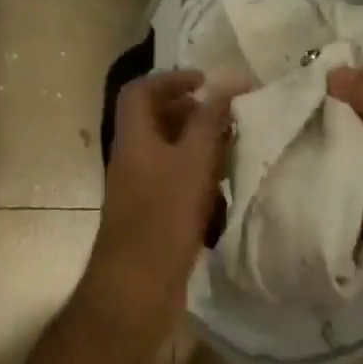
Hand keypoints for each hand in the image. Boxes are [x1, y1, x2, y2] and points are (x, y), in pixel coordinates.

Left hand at [84, 70, 239, 323]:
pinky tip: (222, 186)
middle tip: (224, 115)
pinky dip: (195, 174)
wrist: (136, 285)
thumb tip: (227, 82)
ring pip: (166, 151)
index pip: (141, 91)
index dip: (171, 78)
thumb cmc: (164, 216)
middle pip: (154, 120)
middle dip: (190, 111)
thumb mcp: (193, 161)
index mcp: (134, 138)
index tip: (207, 82)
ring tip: (231, 147)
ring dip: (196, 143)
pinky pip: (172, 180)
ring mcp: (138, 188)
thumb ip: (210, 120)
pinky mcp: (150, 214)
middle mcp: (131, 158)